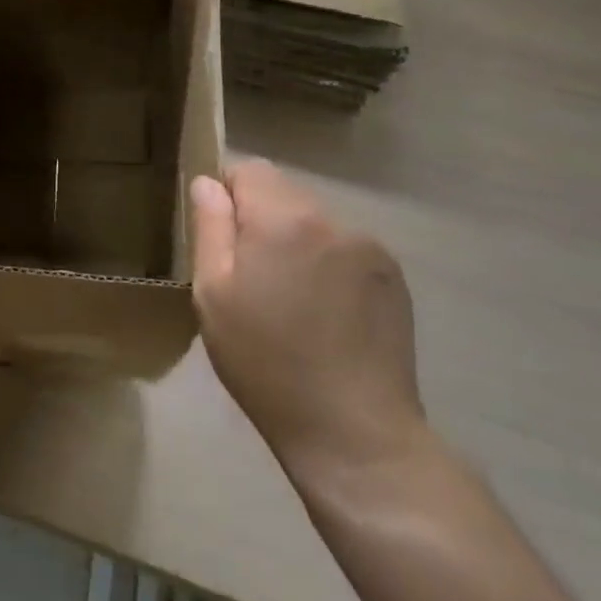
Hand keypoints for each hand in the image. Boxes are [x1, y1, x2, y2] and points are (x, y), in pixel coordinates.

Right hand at [190, 160, 423, 480]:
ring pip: (314, 222)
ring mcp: (370, 248)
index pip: (250, 170)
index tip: (221, 242)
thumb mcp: (213, 294)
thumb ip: (210, 228)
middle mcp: (333, 220)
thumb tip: (208, 183)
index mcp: (285, 219)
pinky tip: (323, 313)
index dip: (227, 196)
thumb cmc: (265, 361)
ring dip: (294, 243)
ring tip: (289, 301)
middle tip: (250, 279)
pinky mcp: (393, 277)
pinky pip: (344, 249)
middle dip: (261, 221)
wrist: (353, 430)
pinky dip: (325, 265)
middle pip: (284, 193)